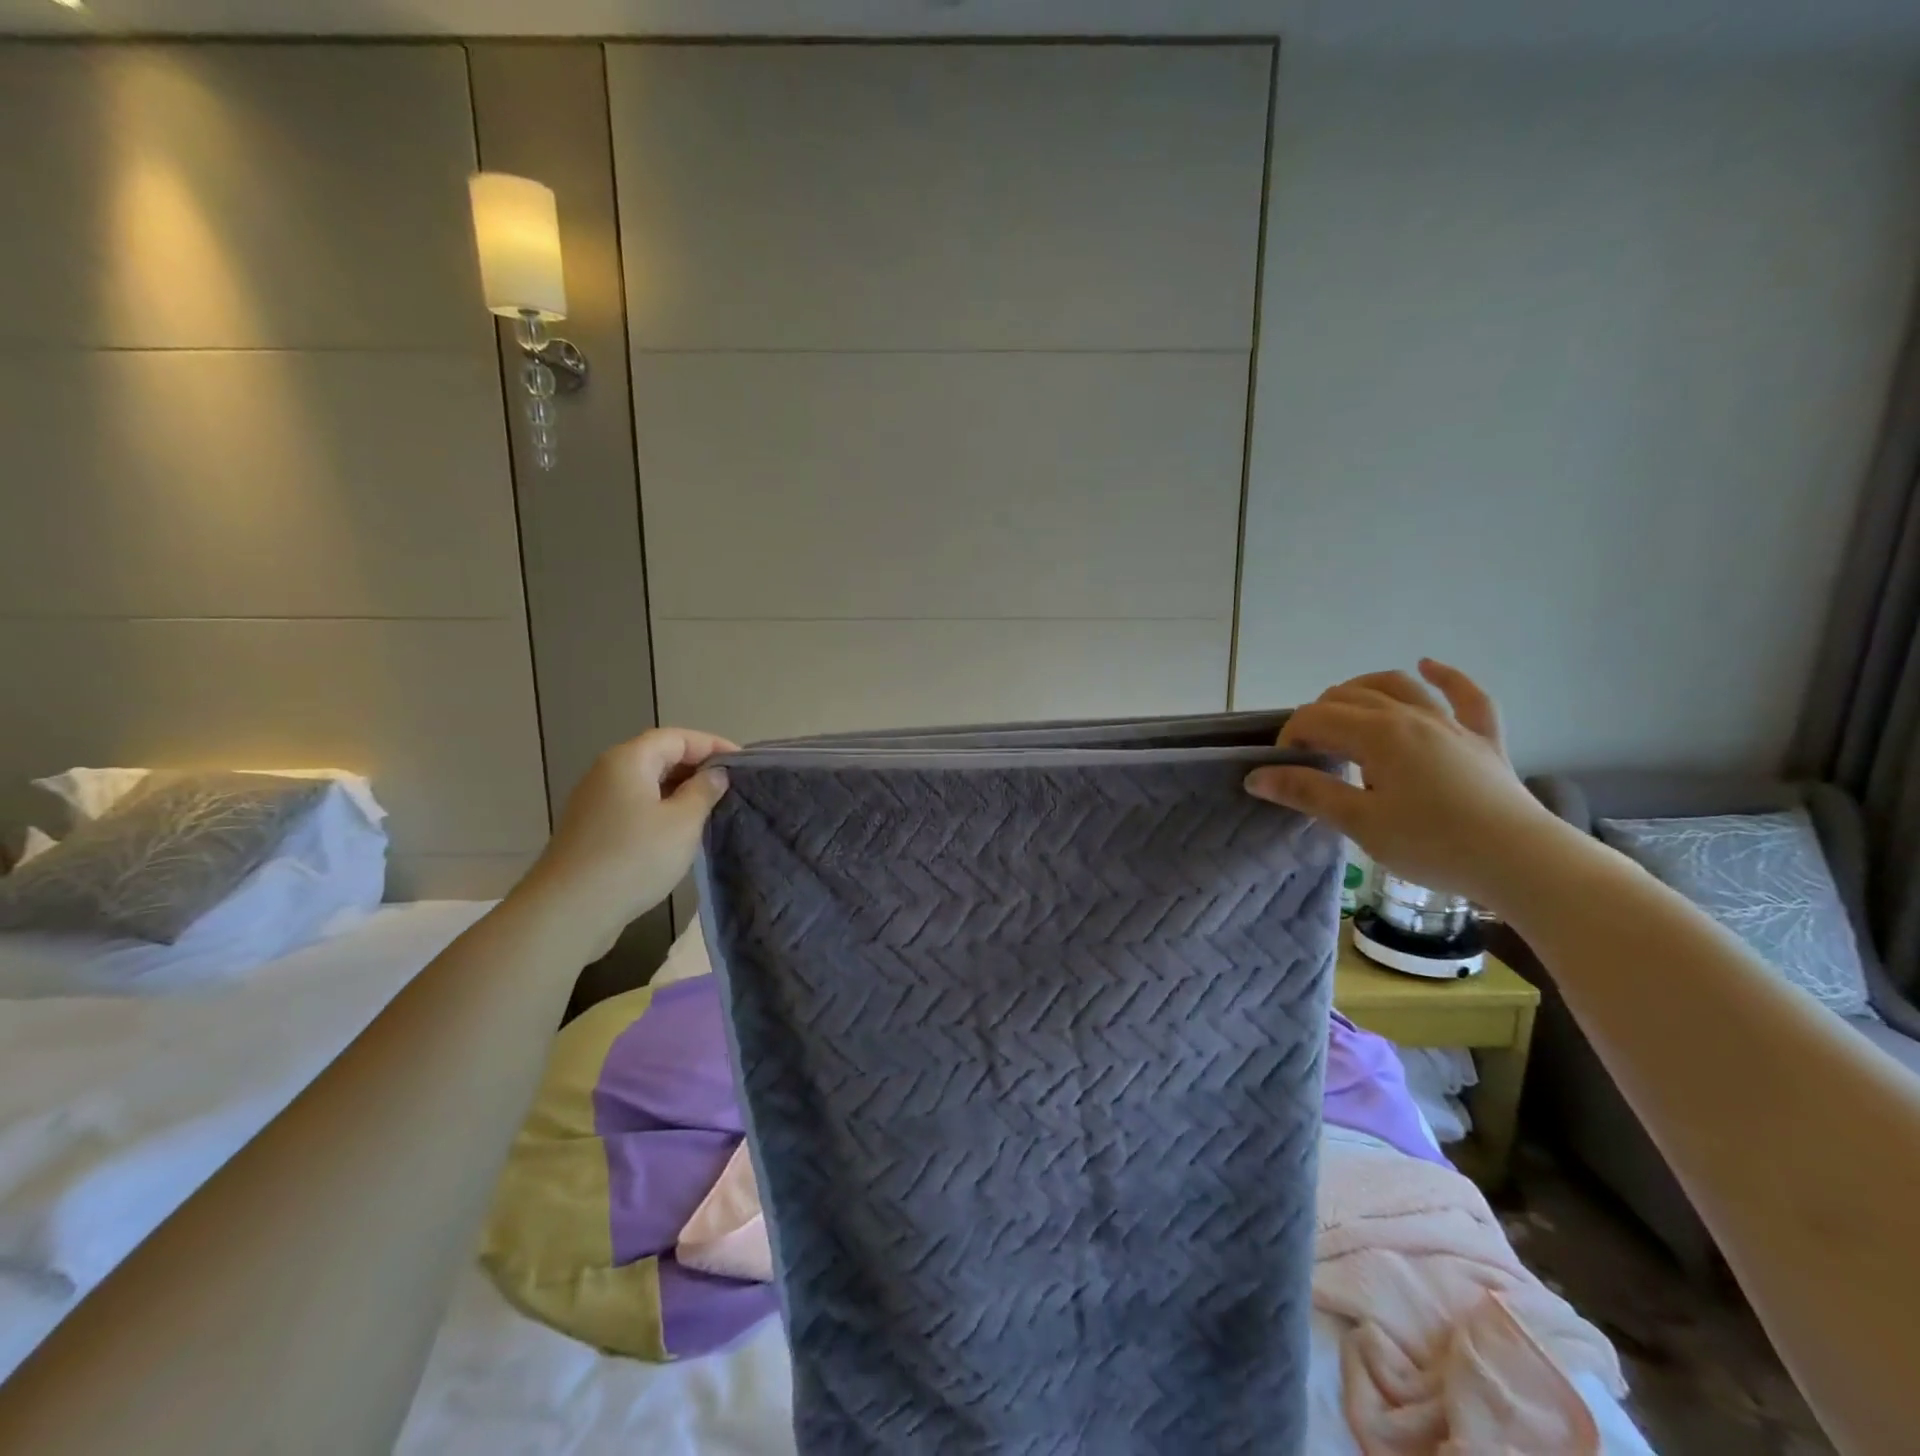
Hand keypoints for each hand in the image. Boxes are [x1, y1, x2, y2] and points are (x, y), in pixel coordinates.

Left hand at [524, 728, 734, 953]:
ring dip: (680, 791)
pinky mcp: (593, 830)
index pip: (677, 738)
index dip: (712, 745)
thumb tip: (714, 774)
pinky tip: (680, 832)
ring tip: (712, 808)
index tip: (743, 764)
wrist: (570, 911)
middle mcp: (607, 773)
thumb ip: (703, 791)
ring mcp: (596, 803)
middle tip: (731, 786)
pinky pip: (635, 807)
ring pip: (647, 784)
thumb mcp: (682, 822)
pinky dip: (662, 810)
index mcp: (629, 760)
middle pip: (659, 756)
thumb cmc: (634, 857)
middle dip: (697, 767)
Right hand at [1243, 660, 1570, 910]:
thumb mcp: (1360, 822)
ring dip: (1363, 689)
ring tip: (1343, 706)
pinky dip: (1446, 677)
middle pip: (1350, 697)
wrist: (1522, 862)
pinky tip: (1428, 665)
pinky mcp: (1483, 739)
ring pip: (1399, 686)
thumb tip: (1257, 776)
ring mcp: (1451, 724)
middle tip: (1309, 755)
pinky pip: (1467, 697)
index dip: (1290, 738)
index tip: (1283, 772)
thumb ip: (1308, 792)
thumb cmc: (1432, 844)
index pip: (1316, 718)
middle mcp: (1411, 716)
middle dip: (1318, 717)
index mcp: (1377, 734)